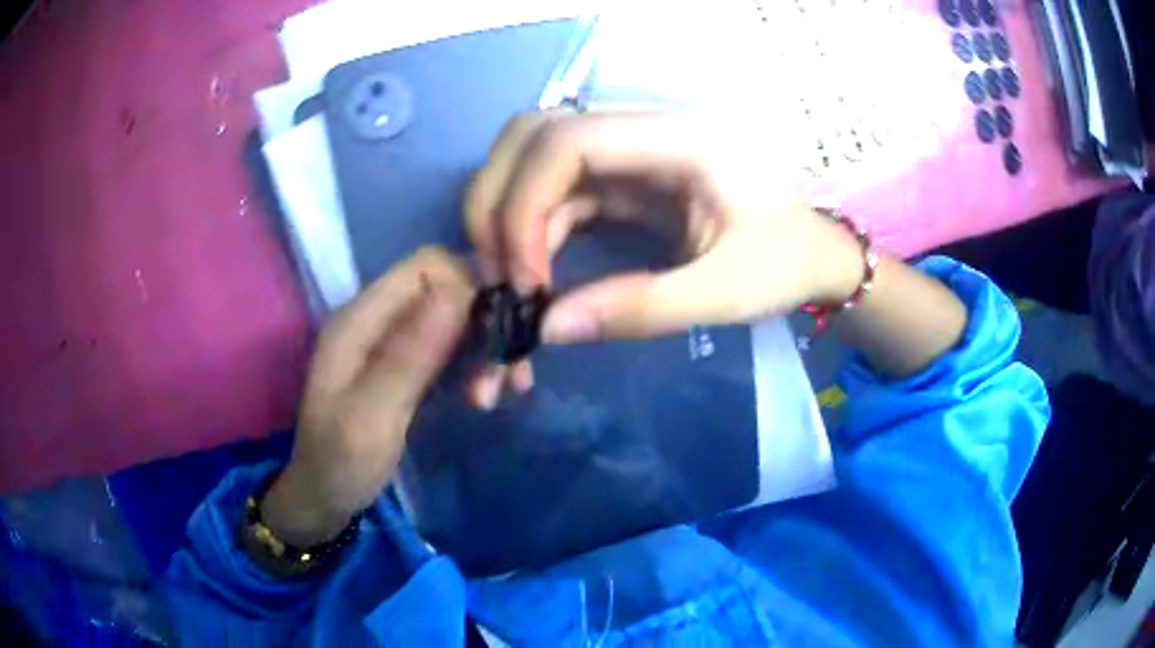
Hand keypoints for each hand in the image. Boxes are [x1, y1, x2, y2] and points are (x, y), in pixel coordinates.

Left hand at [261, 248, 472, 545]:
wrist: (324, 496)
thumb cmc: (340, 461)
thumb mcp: (373, 415)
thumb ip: (411, 355)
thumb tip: (459, 292)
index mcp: (360, 318)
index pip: (426, 266)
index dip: (470, 285)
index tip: (499, 333)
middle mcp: (377, 318)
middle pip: (446, 289)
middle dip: (483, 325)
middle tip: (508, 379)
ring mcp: (390, 341)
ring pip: (453, 318)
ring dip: (482, 349)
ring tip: (494, 395)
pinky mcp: (404, 364)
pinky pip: (448, 346)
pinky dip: (472, 365)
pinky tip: (483, 395)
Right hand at [466, 111, 864, 344]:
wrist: (815, 246)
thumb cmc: (789, 260)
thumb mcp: (728, 292)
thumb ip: (642, 309)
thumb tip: (547, 329)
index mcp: (680, 138)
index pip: (566, 141)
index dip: (524, 204)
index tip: (524, 279)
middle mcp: (644, 127)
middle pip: (531, 134)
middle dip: (497, 201)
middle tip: (497, 274)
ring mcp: (629, 149)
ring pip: (533, 159)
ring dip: (507, 217)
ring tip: (511, 284)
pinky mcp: (623, 177)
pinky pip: (556, 191)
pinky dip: (531, 230)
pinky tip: (535, 275)